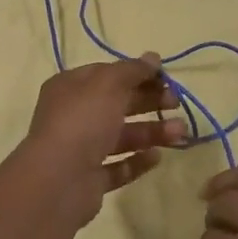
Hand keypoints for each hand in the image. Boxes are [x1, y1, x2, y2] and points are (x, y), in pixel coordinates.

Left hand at [19, 53, 185, 225]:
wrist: (58, 180)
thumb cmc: (82, 122)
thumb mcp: (108, 84)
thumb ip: (132, 70)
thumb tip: (153, 58)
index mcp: (70, 88)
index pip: (108, 74)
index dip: (137, 73)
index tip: (166, 78)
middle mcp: (73, 116)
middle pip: (117, 104)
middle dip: (149, 102)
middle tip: (176, 104)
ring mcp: (80, 150)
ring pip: (121, 136)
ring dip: (151, 132)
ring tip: (179, 133)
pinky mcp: (90, 179)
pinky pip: (118, 167)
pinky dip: (137, 161)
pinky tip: (156, 157)